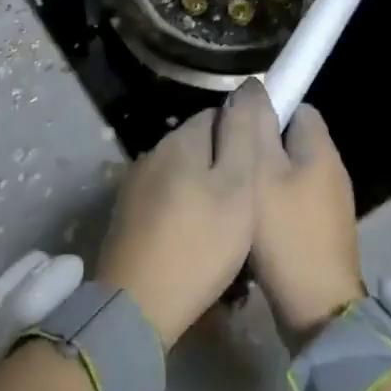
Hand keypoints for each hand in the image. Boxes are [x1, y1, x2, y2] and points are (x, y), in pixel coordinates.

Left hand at [95, 81, 276, 347]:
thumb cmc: (199, 243)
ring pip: (182, 174)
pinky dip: (185, 211)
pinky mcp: (127, 215)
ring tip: (228, 226)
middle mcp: (152, 153)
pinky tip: (197, 240)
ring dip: (205, 190)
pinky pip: (166, 199)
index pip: (218, 115)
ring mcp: (135, 185)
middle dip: (225, 164)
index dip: (244, 135)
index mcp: (179, 140)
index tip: (262, 166)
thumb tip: (249, 86)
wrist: (137, 304)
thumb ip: (243, 134)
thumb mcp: (237, 187)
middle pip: (199, 145)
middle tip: (250, 203)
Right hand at [250, 103, 364, 340]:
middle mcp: (332, 171)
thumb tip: (254, 87)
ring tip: (232, 188)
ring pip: (290, 174)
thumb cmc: (286, 233)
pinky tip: (249, 219)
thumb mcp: (261, 173)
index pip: (298, 108)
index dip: (267, 109)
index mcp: (321, 150)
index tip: (236, 124)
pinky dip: (273, 205)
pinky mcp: (322, 232)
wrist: (317, 308)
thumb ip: (256, 128)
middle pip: (292, 141)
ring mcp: (330, 205)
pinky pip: (293, 203)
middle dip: (261, 145)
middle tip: (227, 158)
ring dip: (264, 177)